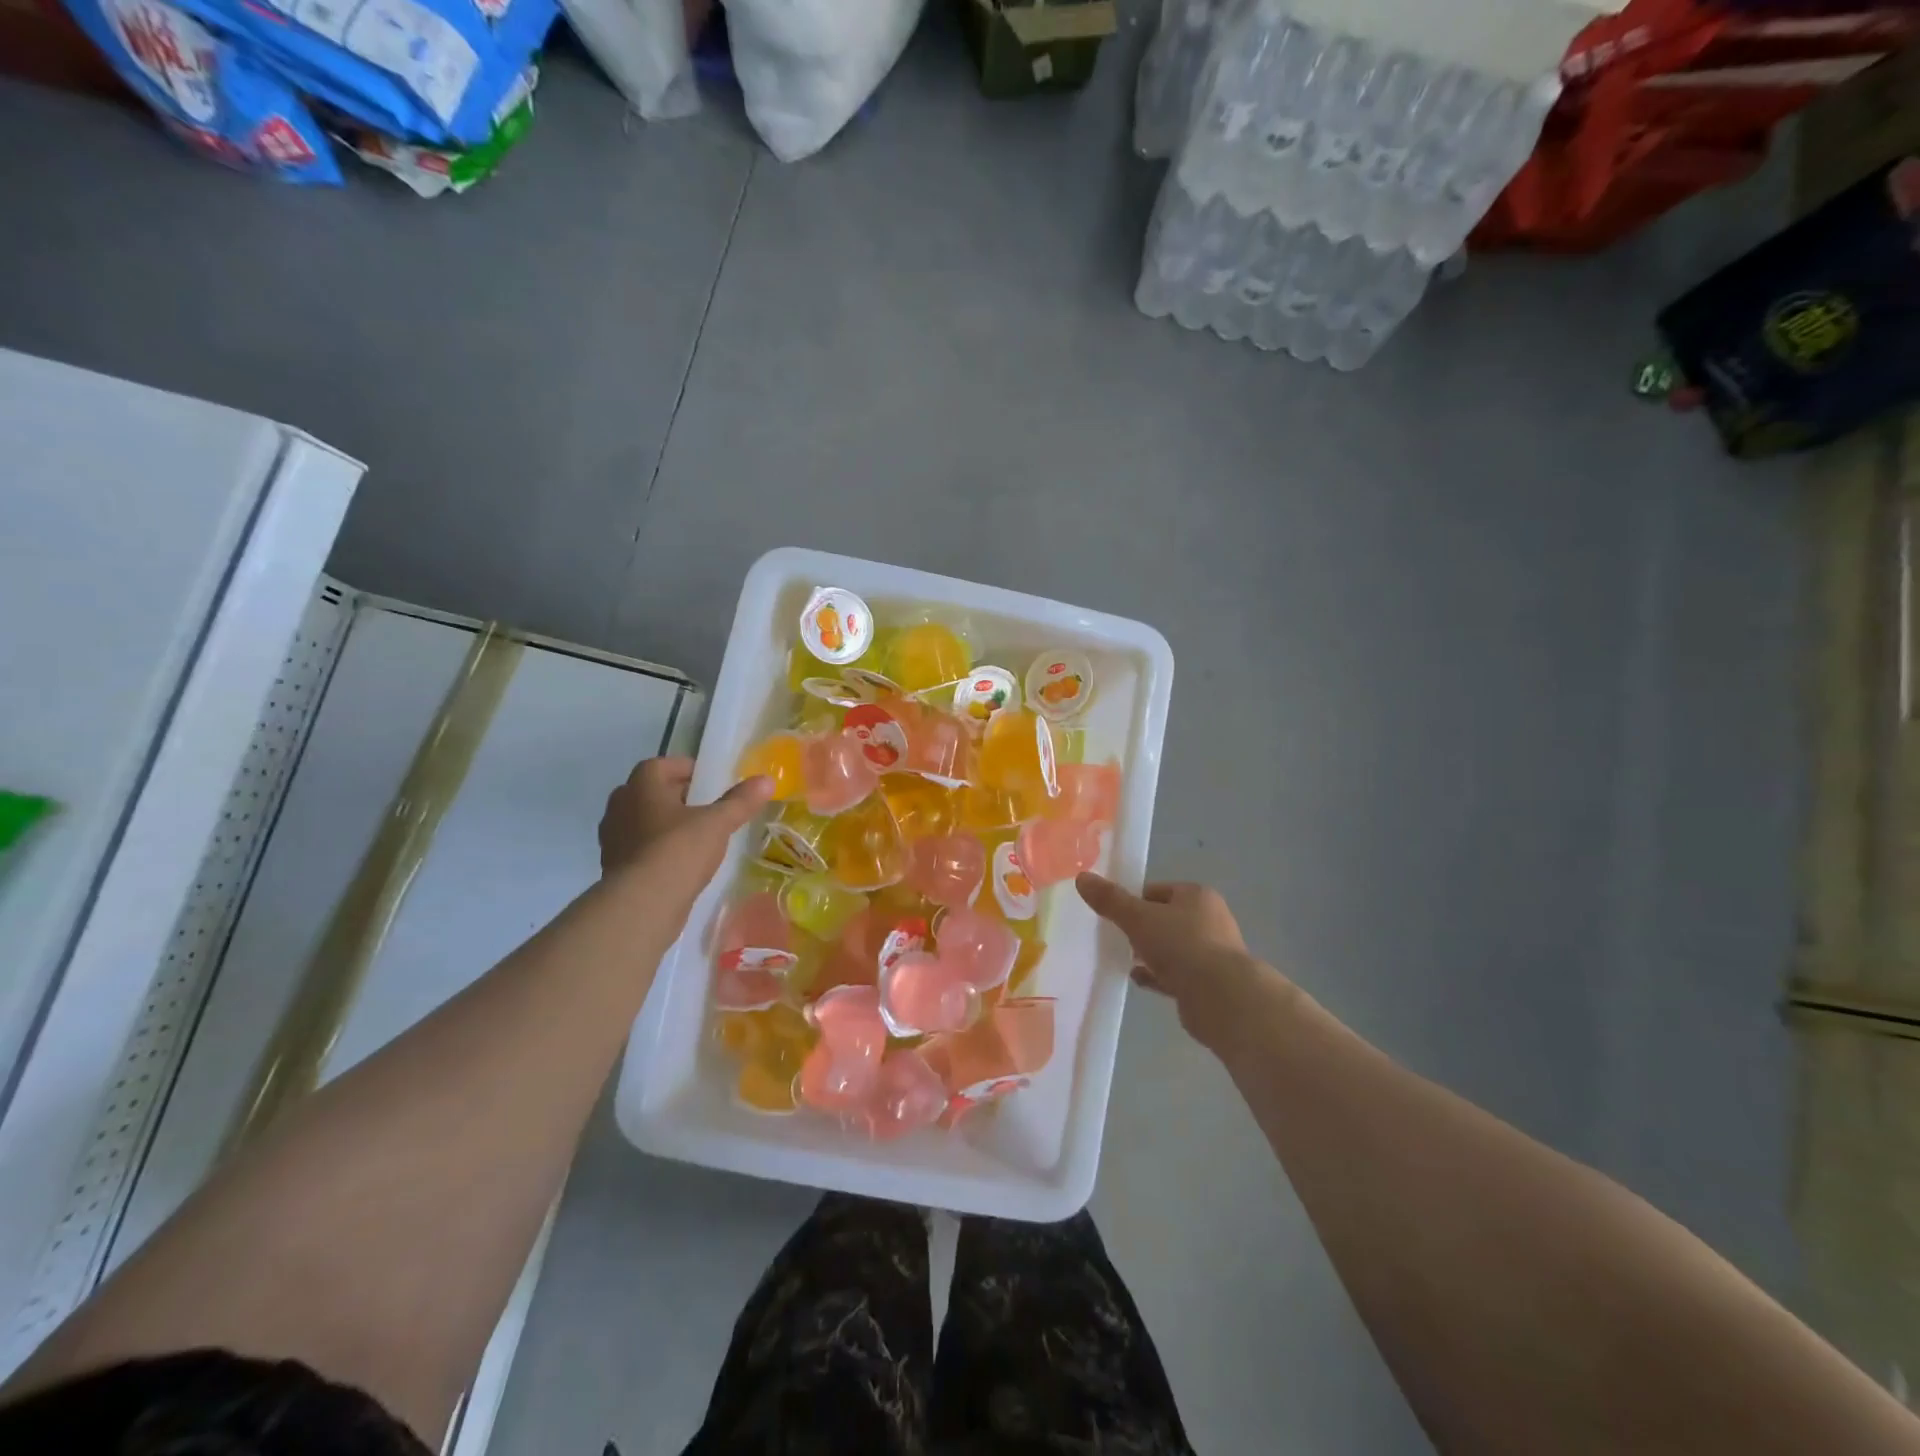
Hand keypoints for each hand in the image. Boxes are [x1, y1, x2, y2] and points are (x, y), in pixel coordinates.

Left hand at [599, 757, 772, 907]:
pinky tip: (678, 863)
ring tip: (692, 835)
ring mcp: (613, 839)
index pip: (660, 765)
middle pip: (647, 792)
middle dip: (673, 796)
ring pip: (639, 821)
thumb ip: (741, 801)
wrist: (642, 903)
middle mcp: (620, 807)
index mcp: (642, 787)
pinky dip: (655, 850)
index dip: (684, 768)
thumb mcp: (717, 823)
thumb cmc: (679, 850)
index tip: (707, 780)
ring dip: (662, 824)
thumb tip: (767, 780)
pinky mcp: (614, 868)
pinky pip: (637, 849)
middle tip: (702, 806)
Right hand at [1075, 875, 1279, 1049]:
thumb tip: (1082, 877)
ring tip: (1125, 960)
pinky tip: (1138, 979)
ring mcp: (1212, 953)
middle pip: (1166, 919)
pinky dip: (1157, 976)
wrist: (1221, 997)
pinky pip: (1176, 974)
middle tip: (1118, 938)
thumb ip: (1110, 900)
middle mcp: (1210, 920)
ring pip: (1172, 948)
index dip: (1134, 901)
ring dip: (1150, 953)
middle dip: (1142, 929)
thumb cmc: (1181, 945)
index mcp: (1197, 896)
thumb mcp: (1138, 918)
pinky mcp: (1209, 983)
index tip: (1115, 915)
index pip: (1158, 891)